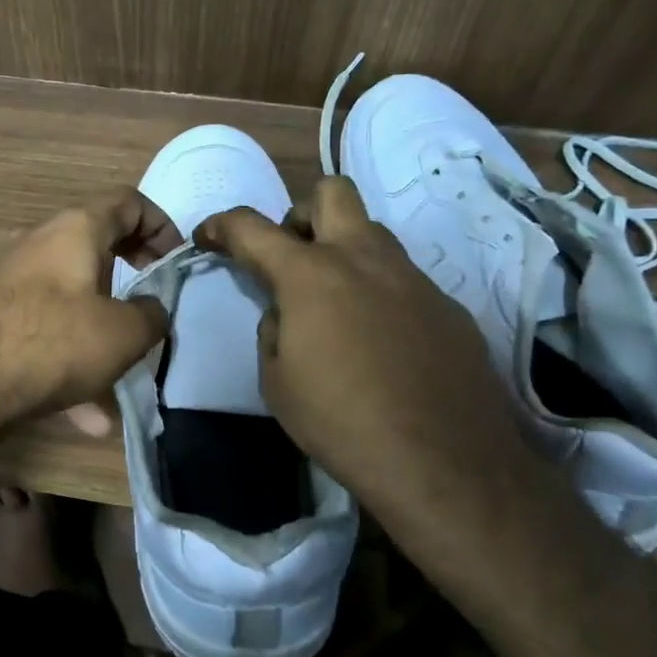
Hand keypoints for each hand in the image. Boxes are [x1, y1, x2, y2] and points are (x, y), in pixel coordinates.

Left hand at [0, 190, 183, 434]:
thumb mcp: (124, 333)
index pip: (128, 202)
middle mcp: (39, 244)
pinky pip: (44, 333)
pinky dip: (69, 362)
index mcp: (75, 229)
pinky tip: (85, 416)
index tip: (174, 263)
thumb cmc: (54, 342)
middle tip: (150, 306)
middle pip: (97, 249)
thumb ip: (152, 316)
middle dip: (131, 279)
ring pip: (71, 301)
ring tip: (120, 382)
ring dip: (100, 335)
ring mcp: (11, 281)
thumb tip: (152, 310)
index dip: (161, 225)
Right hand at [196, 177, 540, 519]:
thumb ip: (273, 330)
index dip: (222, 225)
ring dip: (344, 252)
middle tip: (291, 258)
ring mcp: (414, 278)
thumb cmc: (341, 422)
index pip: (252, 228)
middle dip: (300, 214)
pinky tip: (382, 344)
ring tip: (335, 307)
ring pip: (373, 234)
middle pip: (331, 192)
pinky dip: (380, 294)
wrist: (444, 463)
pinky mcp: (448, 306)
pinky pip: (404, 280)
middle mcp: (365, 259)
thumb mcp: (277, 382)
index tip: (208, 236)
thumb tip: (287, 312)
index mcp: (311, 274)